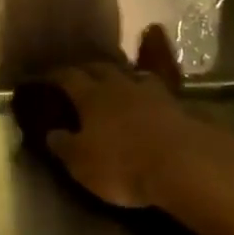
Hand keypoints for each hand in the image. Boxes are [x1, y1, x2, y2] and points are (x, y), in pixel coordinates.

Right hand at [44, 26, 208, 209]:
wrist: (186, 166)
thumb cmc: (123, 165)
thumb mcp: (81, 164)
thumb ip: (64, 146)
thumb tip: (51, 133)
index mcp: (92, 96)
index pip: (69, 77)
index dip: (56, 76)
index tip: (46, 77)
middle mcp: (121, 86)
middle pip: (102, 68)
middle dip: (88, 69)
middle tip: (80, 74)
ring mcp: (154, 94)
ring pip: (134, 75)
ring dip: (123, 77)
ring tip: (118, 83)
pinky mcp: (181, 108)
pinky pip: (160, 93)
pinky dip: (150, 95)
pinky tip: (151, 102)